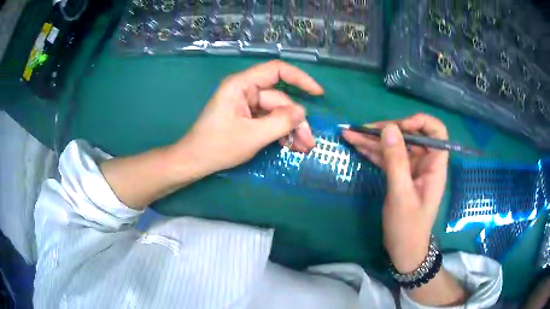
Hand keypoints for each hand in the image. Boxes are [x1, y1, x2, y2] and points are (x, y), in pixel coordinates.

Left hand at [176, 60, 322, 175]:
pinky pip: (268, 121)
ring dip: (291, 129)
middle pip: (279, 99)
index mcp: (242, 85)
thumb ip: (280, 122)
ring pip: (276, 112)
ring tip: (303, 148)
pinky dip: (279, 132)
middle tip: (309, 142)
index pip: (277, 71)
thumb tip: (302, 112)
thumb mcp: (253, 136)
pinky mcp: (246, 118)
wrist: (194, 161)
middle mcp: (245, 91)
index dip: (300, 79)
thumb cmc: (218, 146)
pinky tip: (290, 146)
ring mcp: (246, 105)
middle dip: (296, 121)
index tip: (318, 93)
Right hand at [342, 113, 448, 272]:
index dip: (420, 123)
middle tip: (362, 130)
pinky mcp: (399, 176)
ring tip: (350, 134)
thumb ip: (396, 161)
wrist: (403, 250)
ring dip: (373, 140)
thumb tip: (389, 128)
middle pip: (409, 136)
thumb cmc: (408, 226)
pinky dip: (372, 152)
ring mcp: (411, 169)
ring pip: (394, 147)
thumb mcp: (401, 194)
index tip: (399, 127)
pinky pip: (387, 159)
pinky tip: (356, 145)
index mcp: (434, 165)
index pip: (436, 132)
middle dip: (386, 131)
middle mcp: (424, 163)